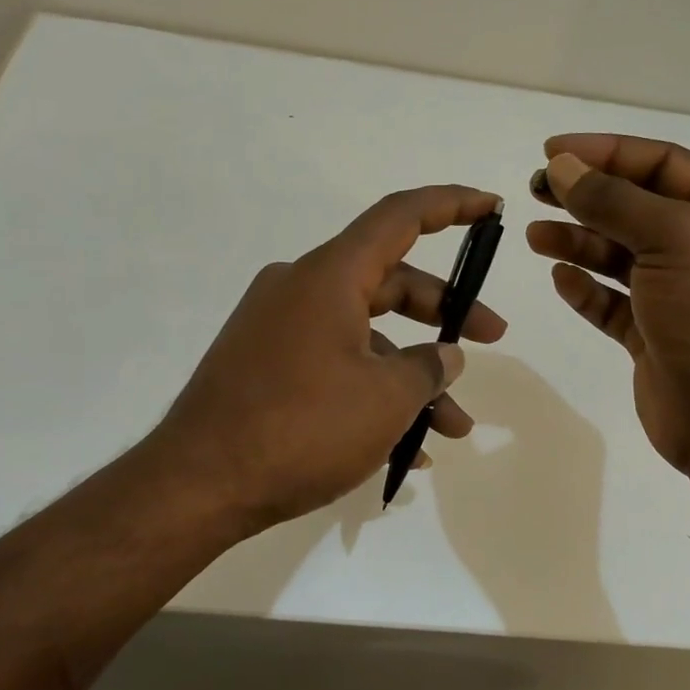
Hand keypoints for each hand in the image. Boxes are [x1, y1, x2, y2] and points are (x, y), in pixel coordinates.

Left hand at [149, 186, 506, 536]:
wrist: (198, 485)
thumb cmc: (301, 428)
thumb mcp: (385, 399)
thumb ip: (428, 368)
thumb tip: (446, 356)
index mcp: (329, 276)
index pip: (399, 217)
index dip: (450, 205)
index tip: (490, 205)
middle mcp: (301, 289)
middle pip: (389, 283)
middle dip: (445, 315)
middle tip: (490, 341)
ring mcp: (279, 329)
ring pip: (365, 336)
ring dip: (411, 376)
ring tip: (453, 427)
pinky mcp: (265, 367)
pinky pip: (334, 366)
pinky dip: (372, 394)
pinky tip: (403, 449)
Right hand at [525, 134, 689, 488]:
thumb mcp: (671, 239)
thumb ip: (613, 200)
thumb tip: (564, 166)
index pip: (663, 163)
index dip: (608, 151)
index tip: (554, 152)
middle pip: (638, 207)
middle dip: (588, 195)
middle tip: (536, 189)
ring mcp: (681, 295)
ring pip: (621, 255)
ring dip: (579, 241)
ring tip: (535, 235)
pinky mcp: (655, 336)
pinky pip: (614, 303)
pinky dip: (587, 289)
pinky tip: (560, 278)